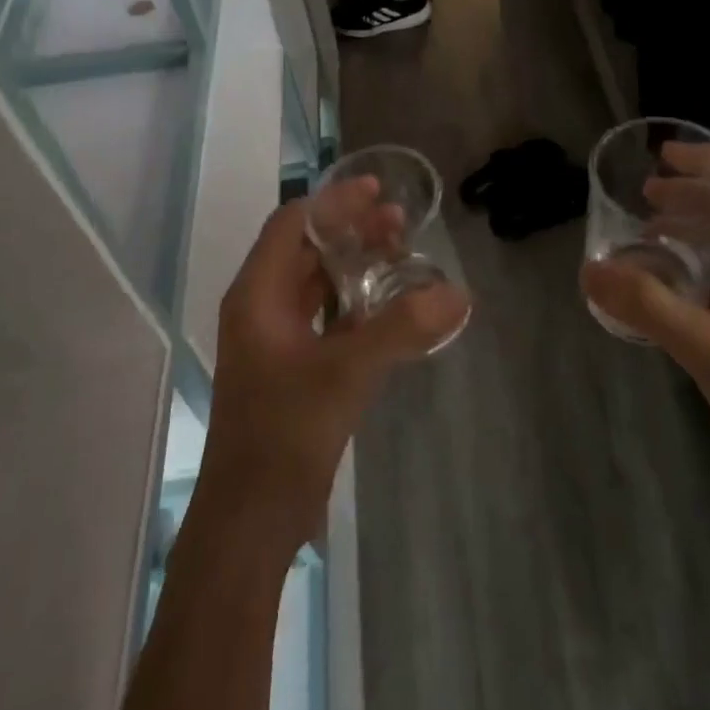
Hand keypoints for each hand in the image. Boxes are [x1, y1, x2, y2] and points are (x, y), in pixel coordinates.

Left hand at [196, 182, 470, 555]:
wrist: (252, 518)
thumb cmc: (285, 434)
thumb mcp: (346, 373)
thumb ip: (401, 328)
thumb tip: (457, 292)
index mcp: (256, 295)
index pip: (293, 225)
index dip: (334, 203)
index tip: (377, 190)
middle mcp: (261, 309)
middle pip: (307, 251)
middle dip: (351, 232)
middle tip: (400, 223)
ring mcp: (275, 342)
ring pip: (317, 286)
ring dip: (356, 267)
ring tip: (401, 256)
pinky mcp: (293, 370)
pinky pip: (326, 320)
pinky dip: (356, 305)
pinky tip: (392, 309)